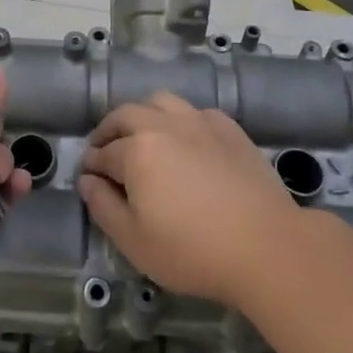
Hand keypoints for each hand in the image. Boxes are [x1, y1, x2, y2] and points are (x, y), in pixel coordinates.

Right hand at [80, 92, 304, 307]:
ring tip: (142, 137)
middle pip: (126, 115)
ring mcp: (199, 121)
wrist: (266, 245)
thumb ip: (103, 207)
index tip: (87, 175)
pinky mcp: (229, 128)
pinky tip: (186, 142)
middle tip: (104, 151)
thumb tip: (87, 181)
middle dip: (109, 131)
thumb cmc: (193, 250)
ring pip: (160, 101)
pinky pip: (195, 111)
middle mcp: (164, 124)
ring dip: (143, 115)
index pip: (103, 152)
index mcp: (137, 149)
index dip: (91, 164)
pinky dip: (180, 120)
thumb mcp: (135, 241)